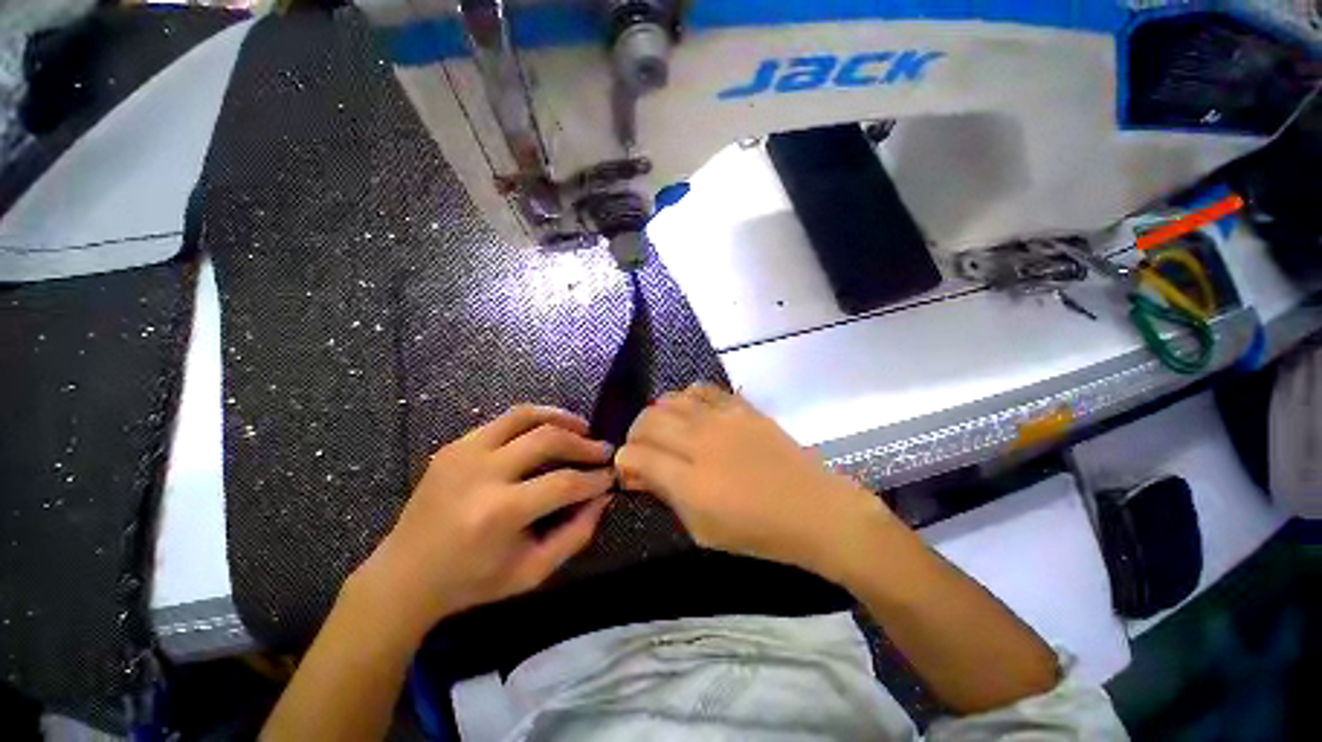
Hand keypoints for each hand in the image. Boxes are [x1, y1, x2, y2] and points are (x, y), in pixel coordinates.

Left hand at [352, 405, 613, 640]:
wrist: (403, 576)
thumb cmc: (472, 582)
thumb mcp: (532, 571)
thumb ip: (576, 534)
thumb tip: (603, 497)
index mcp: (499, 513)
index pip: (563, 483)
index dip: (595, 478)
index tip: (612, 476)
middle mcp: (481, 474)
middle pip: (547, 439)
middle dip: (584, 443)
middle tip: (602, 450)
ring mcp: (463, 453)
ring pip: (524, 416)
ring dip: (561, 418)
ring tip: (582, 427)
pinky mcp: (454, 446)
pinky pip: (504, 421)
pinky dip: (534, 421)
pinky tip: (547, 432)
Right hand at [614, 384, 890, 582]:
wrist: (813, 509)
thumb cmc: (756, 531)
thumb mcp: (702, 530)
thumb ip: (667, 495)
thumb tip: (640, 473)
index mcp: (688, 479)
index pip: (634, 454)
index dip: (624, 462)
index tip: (630, 471)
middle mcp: (699, 440)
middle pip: (647, 420)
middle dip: (635, 435)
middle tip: (643, 451)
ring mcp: (722, 417)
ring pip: (670, 399)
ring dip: (658, 415)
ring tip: (666, 431)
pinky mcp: (740, 406)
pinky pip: (702, 389)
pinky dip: (687, 398)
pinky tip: (692, 413)